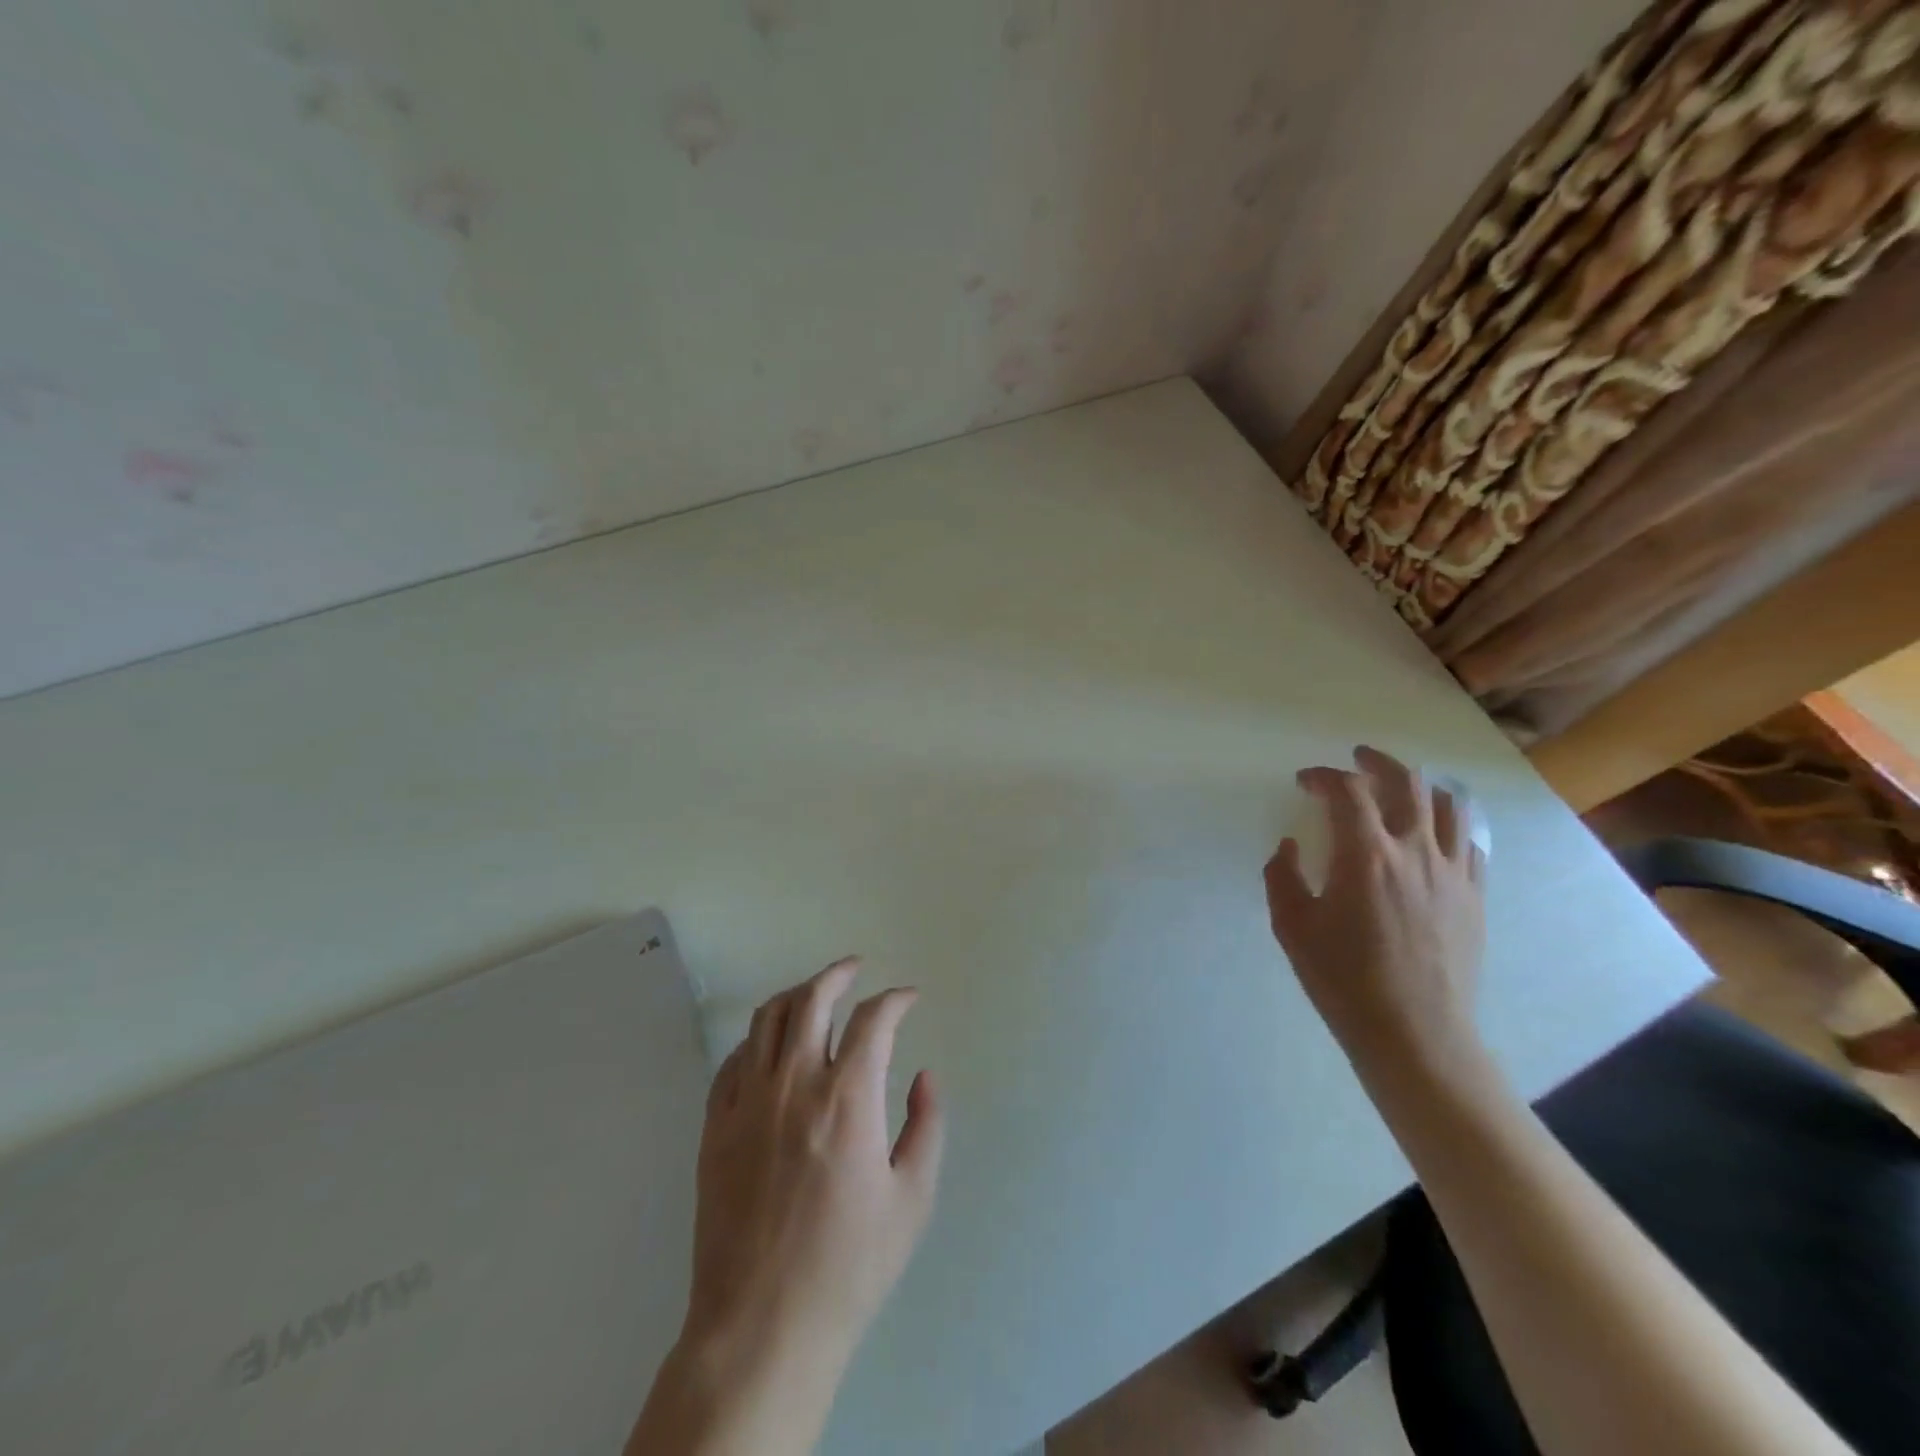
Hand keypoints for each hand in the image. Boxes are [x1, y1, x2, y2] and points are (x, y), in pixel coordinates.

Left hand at [684, 957, 944, 1375]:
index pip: (873, 1019)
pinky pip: (734, 1059)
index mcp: (847, 1097)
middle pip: (812, 998)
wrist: (761, 1324)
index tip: (909, 998)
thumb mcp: (912, 1200)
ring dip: (797, 994)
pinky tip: (771, 1047)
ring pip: (768, 1018)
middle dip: (838, 974)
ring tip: (815, 993)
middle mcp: (794, 1083)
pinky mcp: (715, 1125)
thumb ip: (926, 1126)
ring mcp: (748, 1101)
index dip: (895, 999)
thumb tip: (926, 1075)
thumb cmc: (848, 1265)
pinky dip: (758, 1039)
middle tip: (855, 968)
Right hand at [1263, 746, 1486, 1079]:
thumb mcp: (1291, 926)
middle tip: (1356, 758)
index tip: (1305, 781)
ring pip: (1449, 805)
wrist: (1414, 1033)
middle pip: (1406, 782)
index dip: (1323, 776)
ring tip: (1401, 787)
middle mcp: (1415, 851)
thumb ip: (1282, 875)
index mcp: (1365, 855)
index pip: (1347, 791)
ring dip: (1421, 785)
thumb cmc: (1343, 979)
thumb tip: (1290, 846)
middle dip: (1377, 761)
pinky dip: (1450, 824)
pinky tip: (1434, 834)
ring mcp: (1453, 873)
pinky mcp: (1475, 897)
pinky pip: (1471, 843)